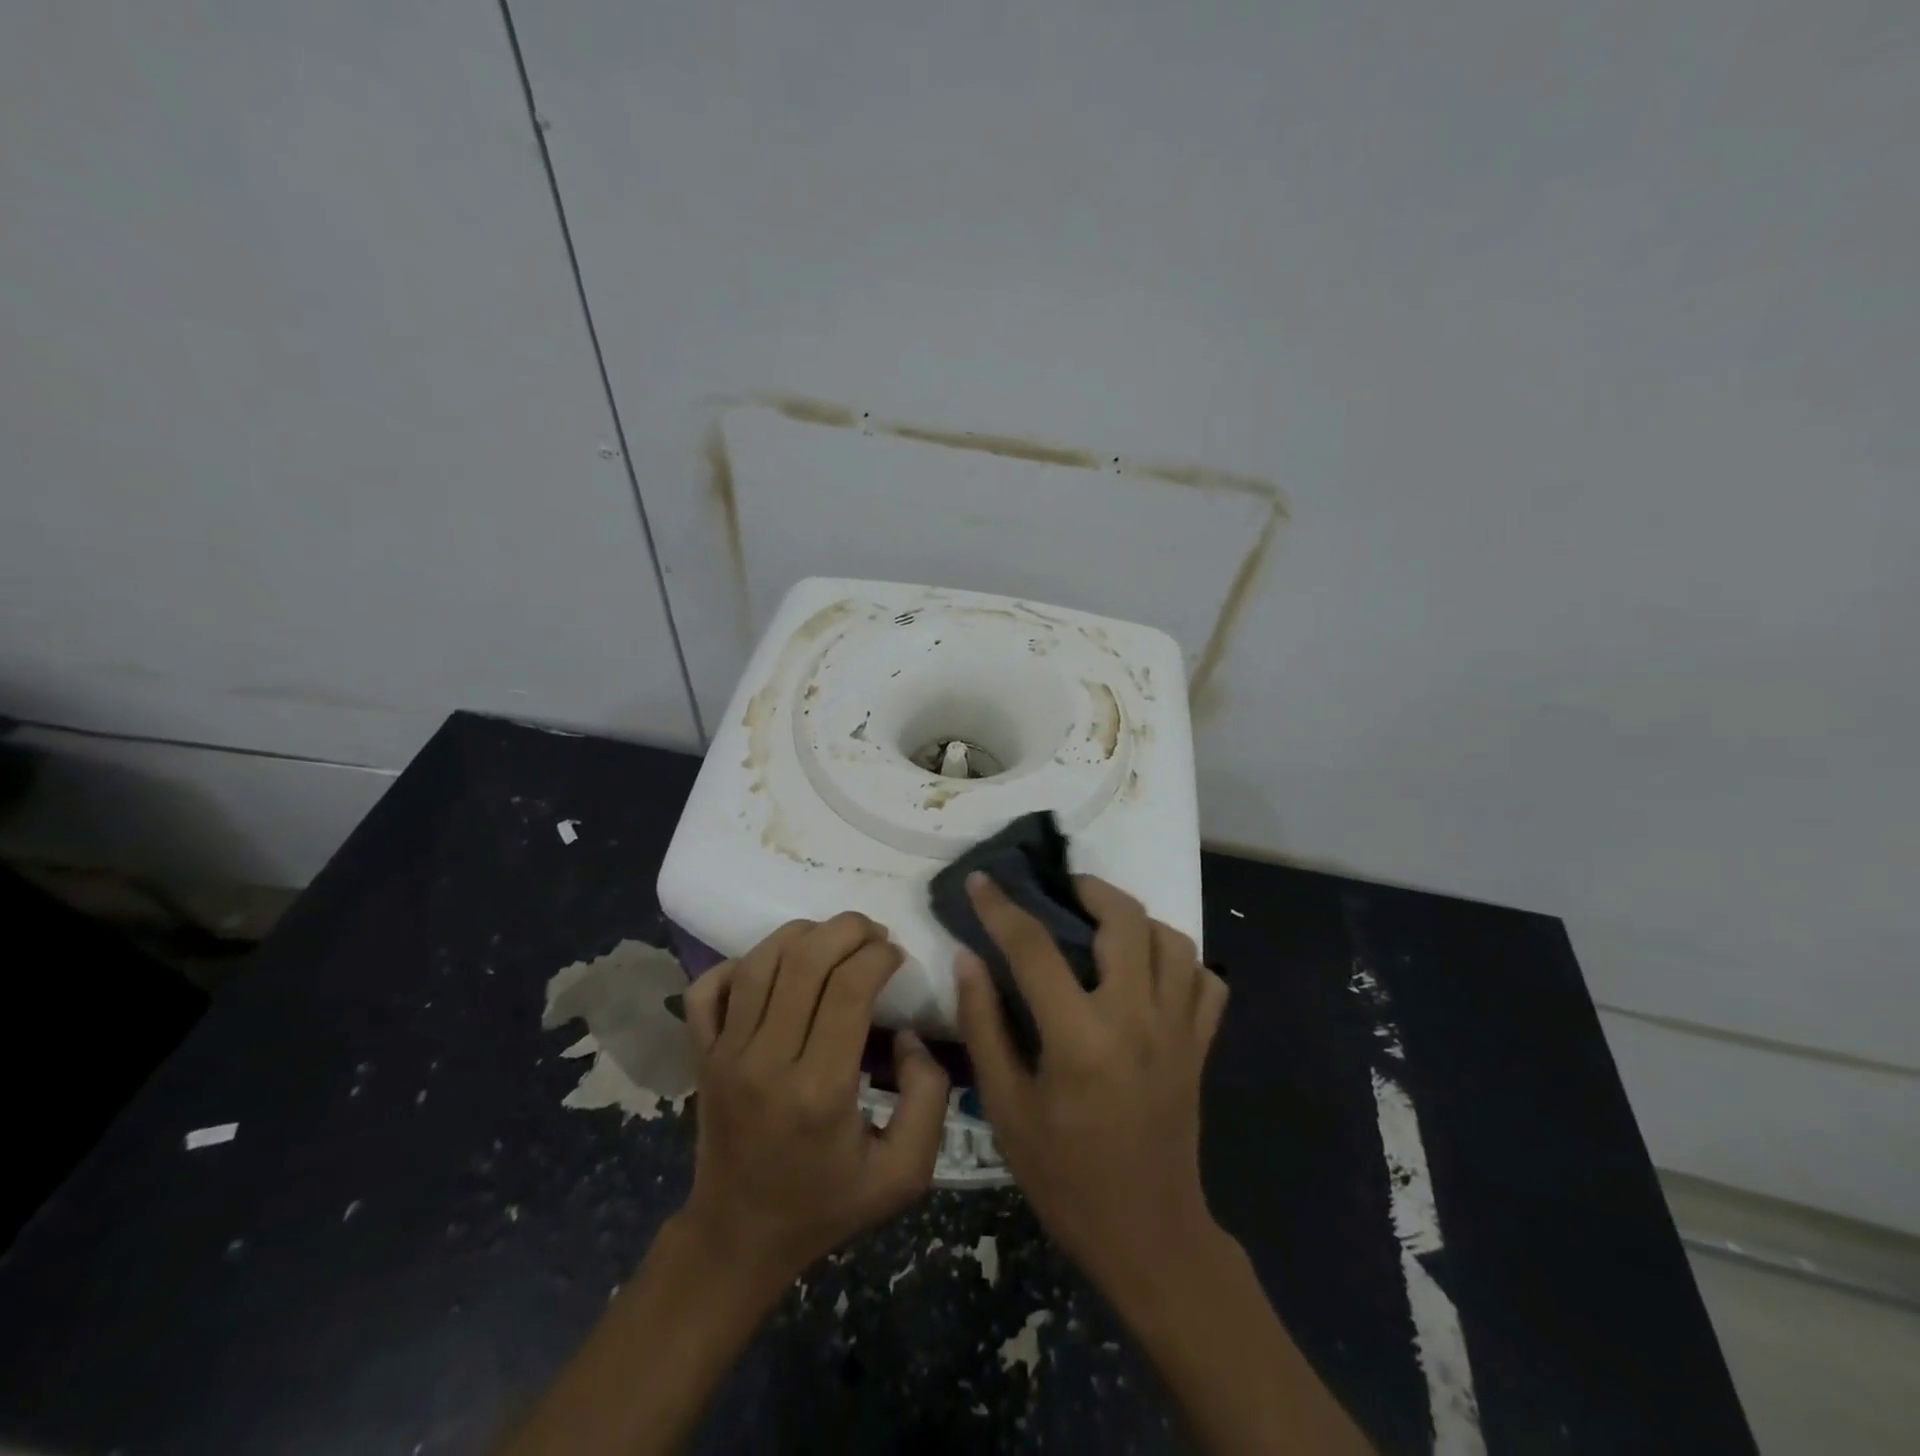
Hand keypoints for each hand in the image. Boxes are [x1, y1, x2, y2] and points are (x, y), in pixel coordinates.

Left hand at [681, 913, 950, 1291]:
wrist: (739, 1238)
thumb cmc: (825, 1205)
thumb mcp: (903, 1173)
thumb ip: (928, 1098)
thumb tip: (908, 1036)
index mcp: (820, 1090)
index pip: (849, 988)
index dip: (880, 956)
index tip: (897, 957)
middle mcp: (766, 1061)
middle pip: (805, 961)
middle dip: (847, 930)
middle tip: (873, 933)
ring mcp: (725, 1055)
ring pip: (759, 962)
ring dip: (802, 934)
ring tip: (832, 938)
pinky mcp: (701, 1055)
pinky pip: (707, 990)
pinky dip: (738, 963)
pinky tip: (772, 967)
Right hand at [953, 873, 1227, 1308]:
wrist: (1147, 1236)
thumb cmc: (1064, 1176)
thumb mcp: (1006, 1108)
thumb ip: (984, 1026)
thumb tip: (969, 958)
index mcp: (1080, 1038)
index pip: (1035, 948)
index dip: (1002, 907)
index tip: (983, 879)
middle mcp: (1138, 1019)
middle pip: (1125, 920)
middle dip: (1089, 890)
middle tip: (1061, 891)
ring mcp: (1179, 1030)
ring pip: (1174, 940)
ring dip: (1137, 920)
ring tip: (1104, 925)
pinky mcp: (1201, 1046)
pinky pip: (1205, 980)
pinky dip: (1180, 961)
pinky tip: (1151, 971)